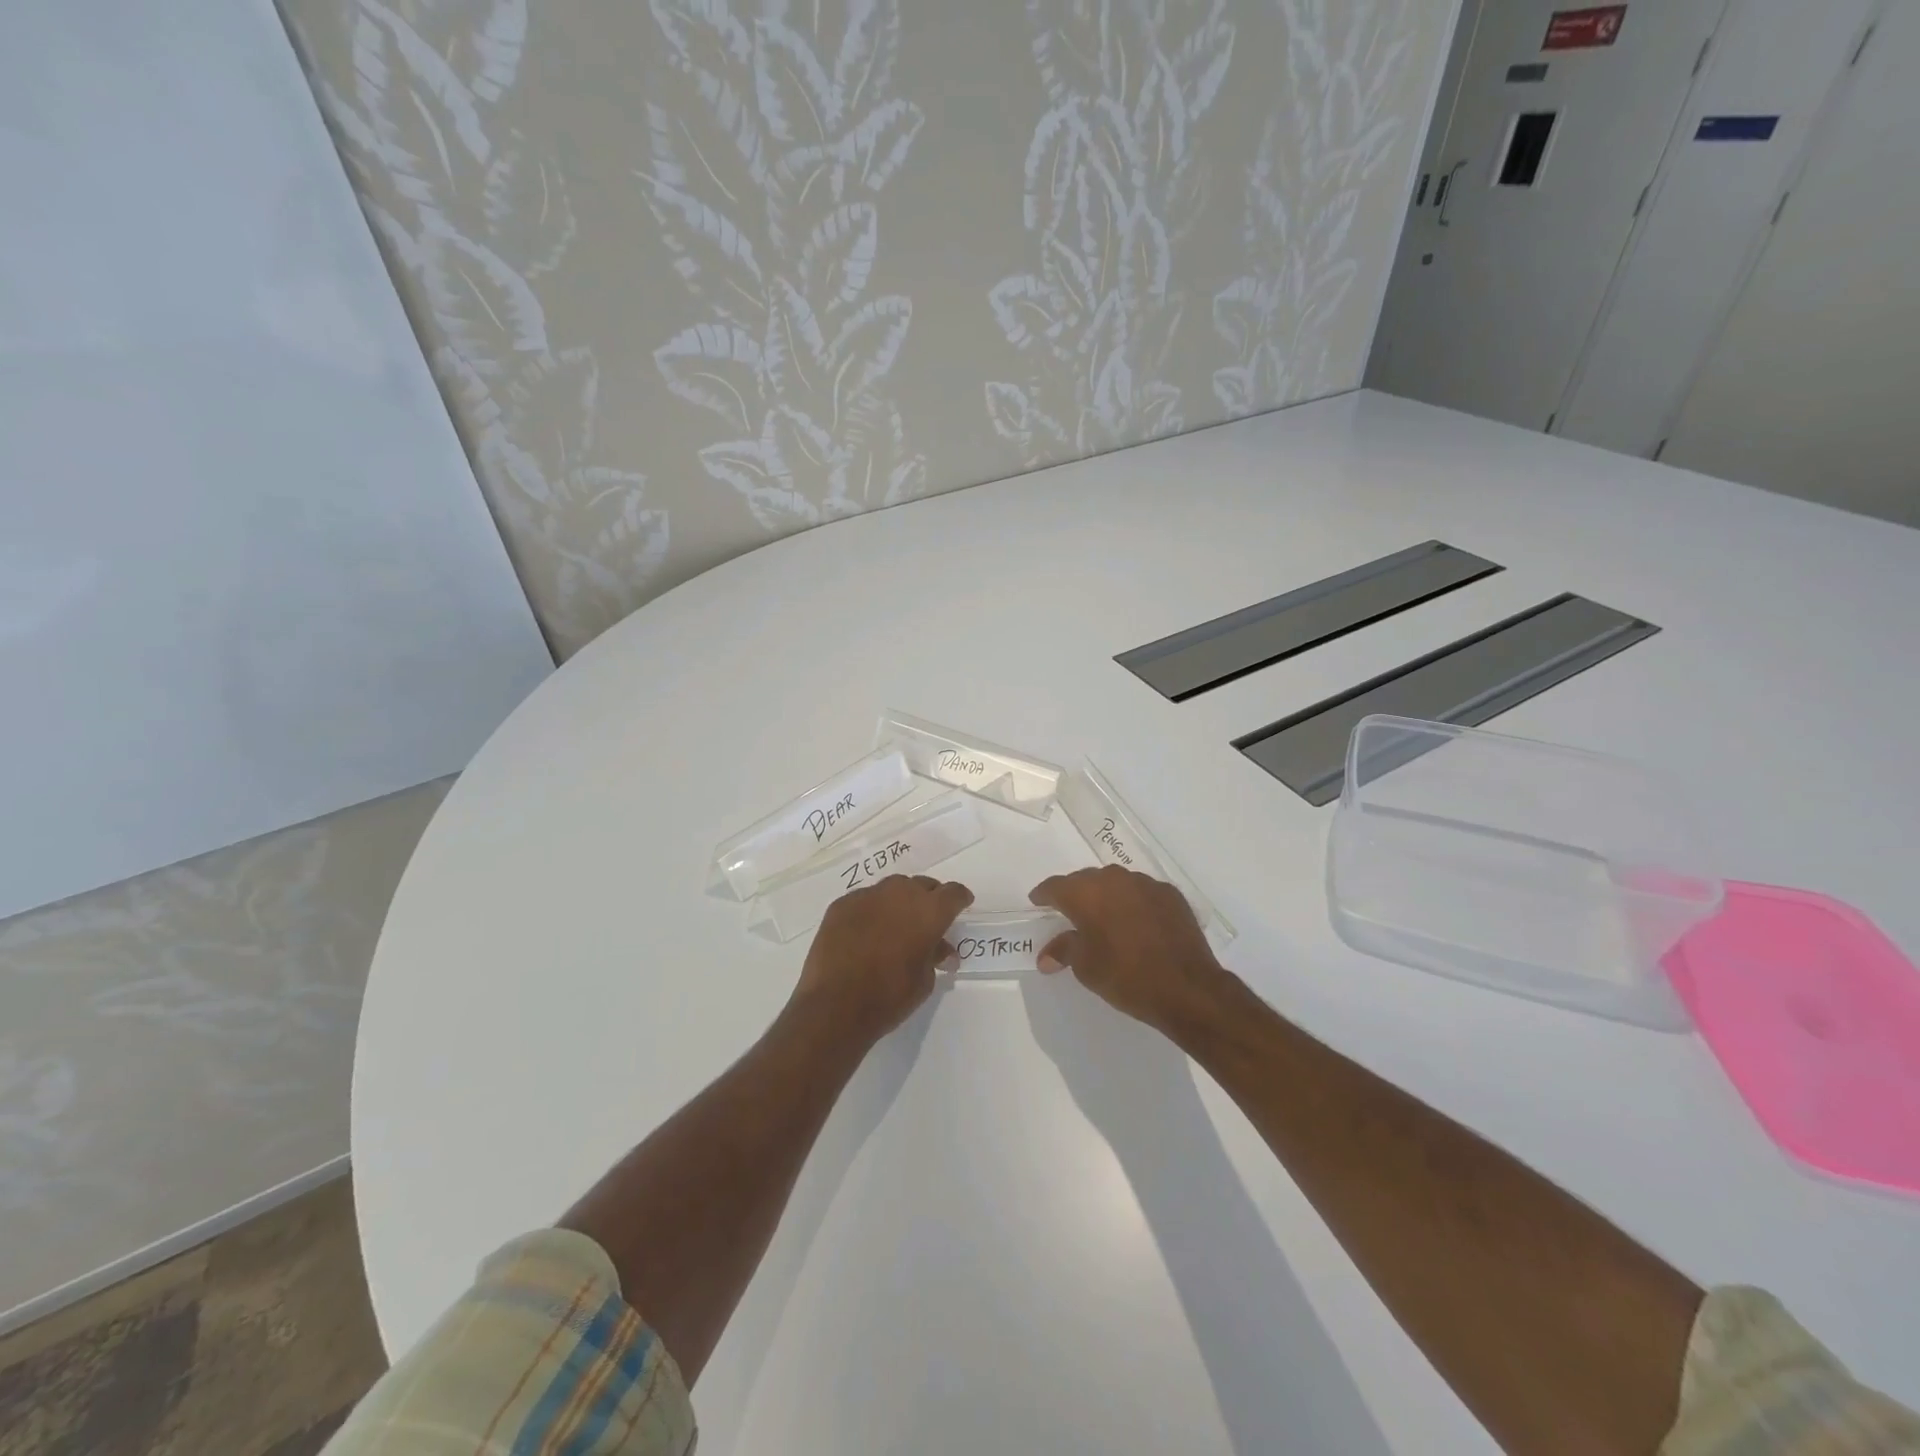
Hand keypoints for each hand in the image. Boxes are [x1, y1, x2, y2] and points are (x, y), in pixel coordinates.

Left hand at [792, 875, 973, 1042]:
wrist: (835, 1006)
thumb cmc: (889, 996)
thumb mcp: (924, 981)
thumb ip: (935, 956)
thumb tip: (942, 950)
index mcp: (929, 911)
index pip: (953, 893)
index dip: (960, 898)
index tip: (962, 905)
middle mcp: (900, 893)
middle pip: (922, 885)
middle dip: (929, 899)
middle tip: (927, 920)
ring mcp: (868, 896)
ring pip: (891, 889)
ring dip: (898, 902)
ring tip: (895, 925)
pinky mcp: (841, 904)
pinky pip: (864, 900)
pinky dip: (871, 911)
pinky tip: (865, 933)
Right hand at [1029, 865, 1232, 1037]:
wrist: (1186, 987)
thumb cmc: (1126, 977)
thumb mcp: (1086, 968)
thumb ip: (1064, 951)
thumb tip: (1046, 955)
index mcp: (1086, 894)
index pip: (1056, 886)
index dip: (1044, 894)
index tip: (1038, 902)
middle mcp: (1114, 879)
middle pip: (1086, 880)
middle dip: (1075, 894)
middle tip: (1070, 913)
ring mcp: (1146, 884)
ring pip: (1116, 882)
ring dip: (1106, 896)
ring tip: (1105, 917)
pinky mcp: (1171, 894)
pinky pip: (1142, 892)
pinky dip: (1133, 903)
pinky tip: (1136, 923)